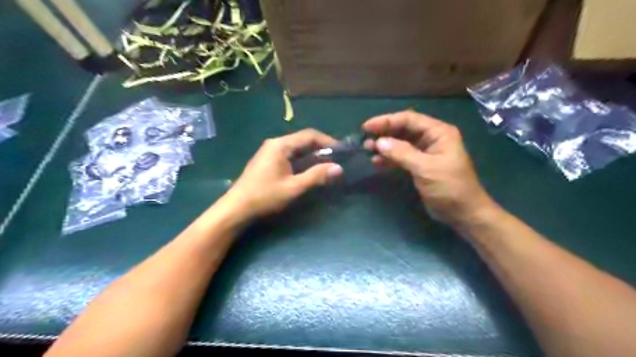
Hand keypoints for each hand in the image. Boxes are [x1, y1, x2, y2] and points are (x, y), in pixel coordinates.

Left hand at [223, 129, 342, 217]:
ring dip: (312, 155)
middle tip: (337, 159)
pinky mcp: (268, 160)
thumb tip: (339, 168)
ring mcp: (270, 151)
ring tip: (327, 165)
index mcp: (280, 145)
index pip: (309, 135)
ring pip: (297, 148)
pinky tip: (310, 170)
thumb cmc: (265, 196)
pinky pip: (290, 155)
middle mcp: (275, 143)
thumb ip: (316, 176)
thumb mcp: (293, 187)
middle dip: (321, 148)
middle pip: (303, 140)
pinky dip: (302, 160)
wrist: (237, 208)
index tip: (341, 151)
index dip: (327, 141)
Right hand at [362, 111, 496, 226]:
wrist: (463, 213)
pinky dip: (389, 158)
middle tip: (365, 139)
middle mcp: (431, 139)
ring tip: (367, 149)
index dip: (387, 121)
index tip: (367, 127)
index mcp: (438, 133)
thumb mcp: (425, 168)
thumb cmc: (449, 187)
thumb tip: (379, 142)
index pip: (409, 119)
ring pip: (400, 143)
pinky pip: (401, 157)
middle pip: (403, 129)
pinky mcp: (419, 166)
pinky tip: (376, 161)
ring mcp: (425, 152)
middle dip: (384, 133)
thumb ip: (402, 153)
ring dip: (385, 145)